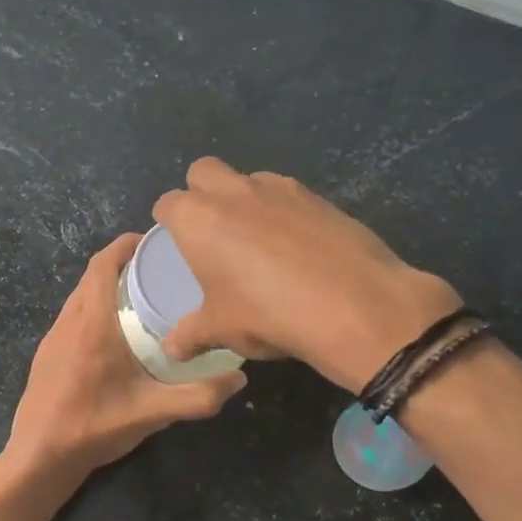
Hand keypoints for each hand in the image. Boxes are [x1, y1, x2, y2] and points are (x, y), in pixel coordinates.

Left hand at [4, 233, 245, 478]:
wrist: (39, 457)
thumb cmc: (95, 427)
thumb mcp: (153, 413)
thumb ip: (198, 396)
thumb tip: (239, 378)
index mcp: (92, 324)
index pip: (102, 265)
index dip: (124, 245)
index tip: (151, 240)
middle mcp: (68, 322)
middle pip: (91, 277)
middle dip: (120, 264)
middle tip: (157, 270)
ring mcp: (52, 339)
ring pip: (78, 297)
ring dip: (104, 288)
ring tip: (139, 298)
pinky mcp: (46, 356)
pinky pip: (71, 318)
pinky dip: (92, 309)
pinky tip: (113, 335)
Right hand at [152, 158, 461, 392]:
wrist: (353, 305)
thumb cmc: (267, 313)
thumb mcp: (221, 330)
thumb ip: (190, 335)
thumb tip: (171, 349)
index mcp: (198, 219)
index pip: (167, 204)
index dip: (169, 221)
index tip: (177, 243)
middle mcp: (233, 192)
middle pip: (203, 172)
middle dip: (201, 192)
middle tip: (212, 232)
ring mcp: (279, 188)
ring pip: (248, 178)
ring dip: (243, 198)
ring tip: (256, 240)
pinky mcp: (318, 196)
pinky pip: (287, 194)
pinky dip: (282, 211)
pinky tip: (296, 247)